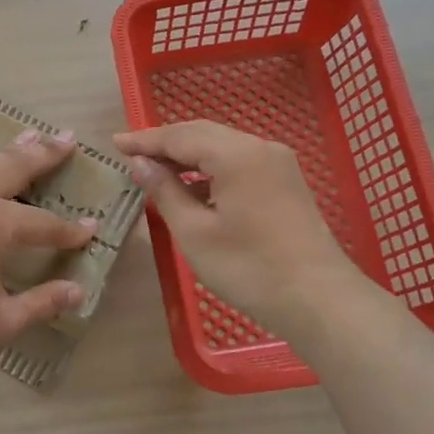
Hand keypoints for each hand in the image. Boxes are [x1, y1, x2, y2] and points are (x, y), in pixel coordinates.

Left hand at [0, 130, 96, 385]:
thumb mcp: (0, 321)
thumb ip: (41, 303)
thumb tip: (77, 292)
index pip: (42, 224)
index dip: (69, 230)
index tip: (93, 228)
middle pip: (11, 169)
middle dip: (43, 154)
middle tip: (67, 138)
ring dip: (6, 152)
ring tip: (28, 136)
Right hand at [113, 121, 360, 333]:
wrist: (319, 300)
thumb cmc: (248, 268)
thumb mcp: (194, 232)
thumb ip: (165, 191)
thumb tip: (141, 164)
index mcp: (236, 154)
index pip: (179, 136)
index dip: (145, 140)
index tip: (115, 143)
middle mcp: (260, 148)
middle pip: (202, 134)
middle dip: (165, 143)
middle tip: (131, 154)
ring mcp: (278, 164)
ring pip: (222, 147)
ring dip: (188, 155)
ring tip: (155, 170)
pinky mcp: (286, 182)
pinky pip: (239, 162)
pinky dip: (210, 169)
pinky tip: (192, 188)